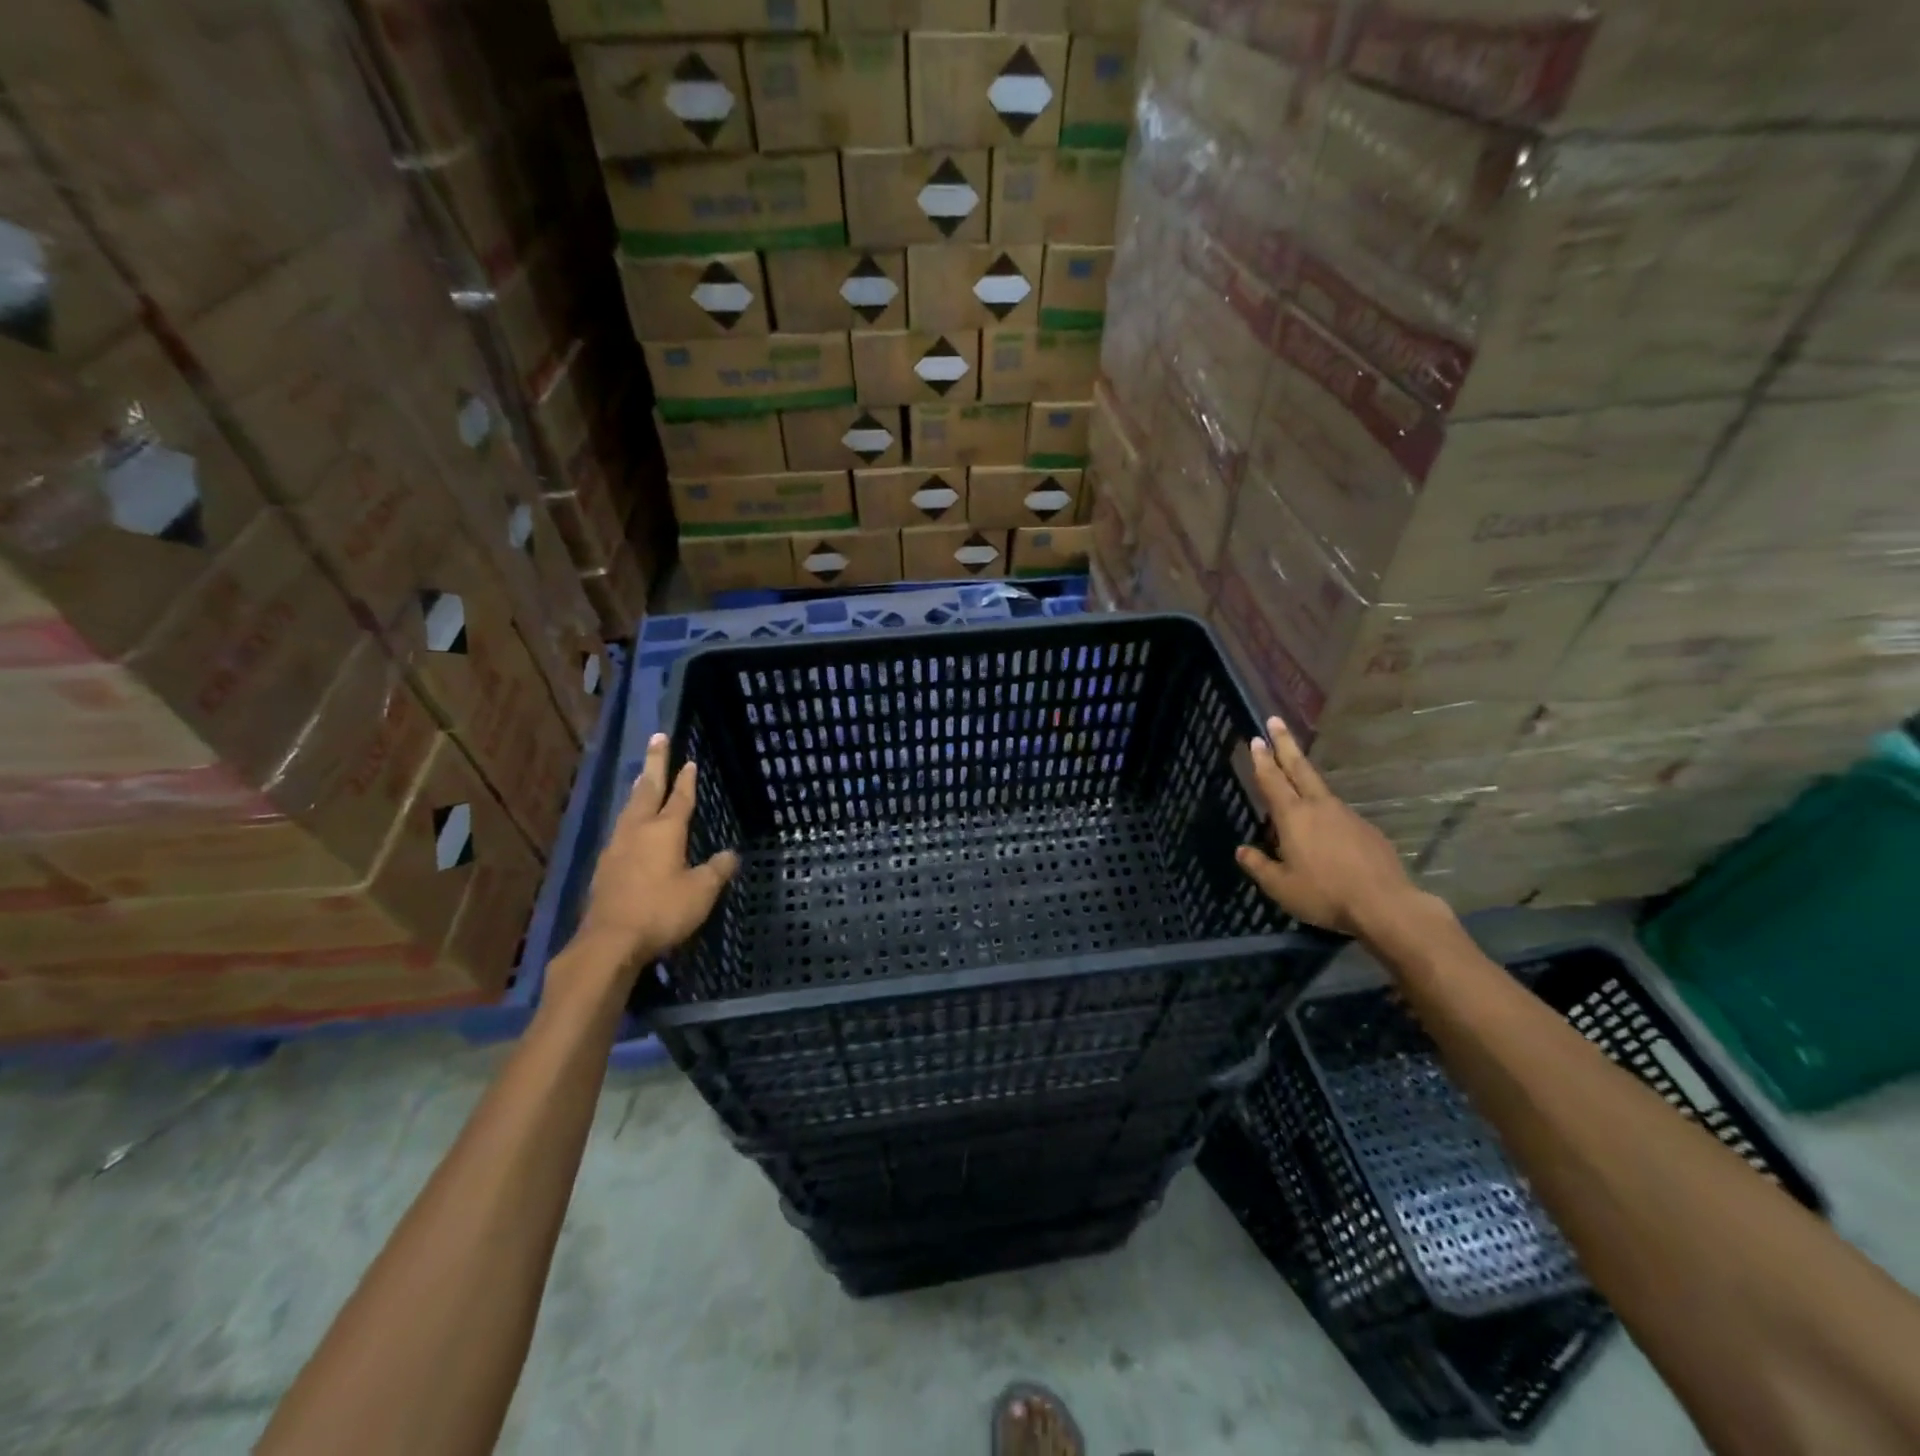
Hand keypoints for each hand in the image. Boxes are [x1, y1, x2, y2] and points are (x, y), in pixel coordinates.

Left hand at [575, 733, 738, 974]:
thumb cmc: (661, 911)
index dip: (686, 779)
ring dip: (639, 788)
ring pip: (630, 808)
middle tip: (657, 738)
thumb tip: (731, 854)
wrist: (610, 942)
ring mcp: (616, 847)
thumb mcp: (701, 892)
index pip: (679, 798)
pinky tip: (629, 825)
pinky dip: (629, 816)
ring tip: (643, 776)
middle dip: (655, 763)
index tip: (689, 760)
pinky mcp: (604, 867)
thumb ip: (717, 870)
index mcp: (665, 831)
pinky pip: (620, 829)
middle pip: (647, 790)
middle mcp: (638, 831)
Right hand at [1235, 716, 1425, 938]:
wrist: (1386, 905)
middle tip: (1275, 720)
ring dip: (1304, 774)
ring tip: (1294, 773)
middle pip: (1299, 768)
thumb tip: (1242, 850)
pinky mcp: (1366, 830)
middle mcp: (1319, 807)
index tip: (1256, 738)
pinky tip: (1324, 826)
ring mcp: (1346, 815)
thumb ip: (1259, 866)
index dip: (1262, 759)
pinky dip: (1325, 810)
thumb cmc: (1325, 894)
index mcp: (1293, 817)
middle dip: (1285, 744)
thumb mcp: (1281, 887)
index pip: (1272, 780)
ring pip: (1319, 789)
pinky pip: (1338, 813)